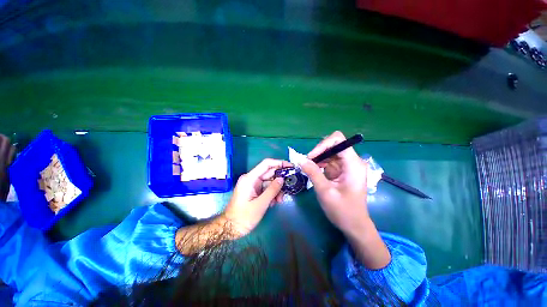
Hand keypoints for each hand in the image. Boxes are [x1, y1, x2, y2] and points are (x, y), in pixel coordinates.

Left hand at [176, 158, 289, 254]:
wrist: (231, 228)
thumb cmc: (244, 217)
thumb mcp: (261, 204)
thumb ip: (272, 190)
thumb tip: (282, 179)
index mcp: (250, 178)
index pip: (266, 164)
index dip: (279, 163)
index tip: (290, 166)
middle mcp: (251, 179)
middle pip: (269, 173)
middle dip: (280, 179)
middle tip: (290, 184)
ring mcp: (253, 185)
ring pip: (269, 182)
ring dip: (277, 189)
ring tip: (281, 199)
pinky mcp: (254, 191)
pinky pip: (266, 188)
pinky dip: (272, 193)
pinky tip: (275, 202)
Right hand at [301, 131, 389, 268]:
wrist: (355, 226)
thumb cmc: (343, 211)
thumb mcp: (325, 191)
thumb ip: (313, 173)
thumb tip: (300, 159)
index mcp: (353, 164)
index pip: (338, 140)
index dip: (323, 145)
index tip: (311, 157)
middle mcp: (352, 161)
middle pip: (333, 145)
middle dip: (319, 152)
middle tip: (307, 163)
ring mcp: (348, 166)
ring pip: (330, 152)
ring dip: (318, 158)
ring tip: (309, 168)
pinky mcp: (343, 171)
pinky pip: (330, 161)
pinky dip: (320, 163)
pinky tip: (314, 171)